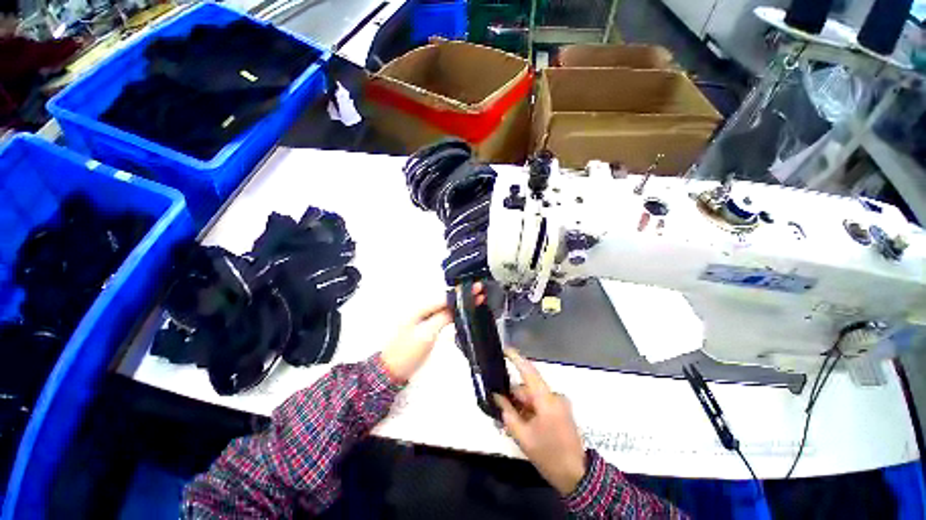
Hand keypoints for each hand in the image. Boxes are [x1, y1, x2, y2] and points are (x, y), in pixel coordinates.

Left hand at [381, 283, 484, 383]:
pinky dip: (454, 310)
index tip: (477, 288)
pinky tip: (462, 310)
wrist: (390, 371)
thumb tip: (456, 307)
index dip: (462, 293)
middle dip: (463, 294)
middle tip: (480, 290)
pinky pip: (443, 313)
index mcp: (420, 308)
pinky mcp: (426, 325)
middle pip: (446, 298)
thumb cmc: (407, 353)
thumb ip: (441, 318)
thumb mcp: (425, 335)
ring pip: (445, 306)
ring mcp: (423, 317)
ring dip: (460, 302)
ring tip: (476, 297)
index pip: (445, 297)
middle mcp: (422, 309)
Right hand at [494, 348, 586, 495]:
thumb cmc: (549, 455)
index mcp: (546, 399)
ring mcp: (559, 404)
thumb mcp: (523, 437)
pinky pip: (540, 404)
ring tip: (508, 420)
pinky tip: (521, 423)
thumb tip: (497, 396)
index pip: (529, 371)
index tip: (504, 350)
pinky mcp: (560, 411)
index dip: (516, 358)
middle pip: (528, 388)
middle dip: (512, 395)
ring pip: (533, 397)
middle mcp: (554, 396)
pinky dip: (529, 410)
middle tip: (497, 405)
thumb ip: (508, 414)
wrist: (577, 476)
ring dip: (520, 405)